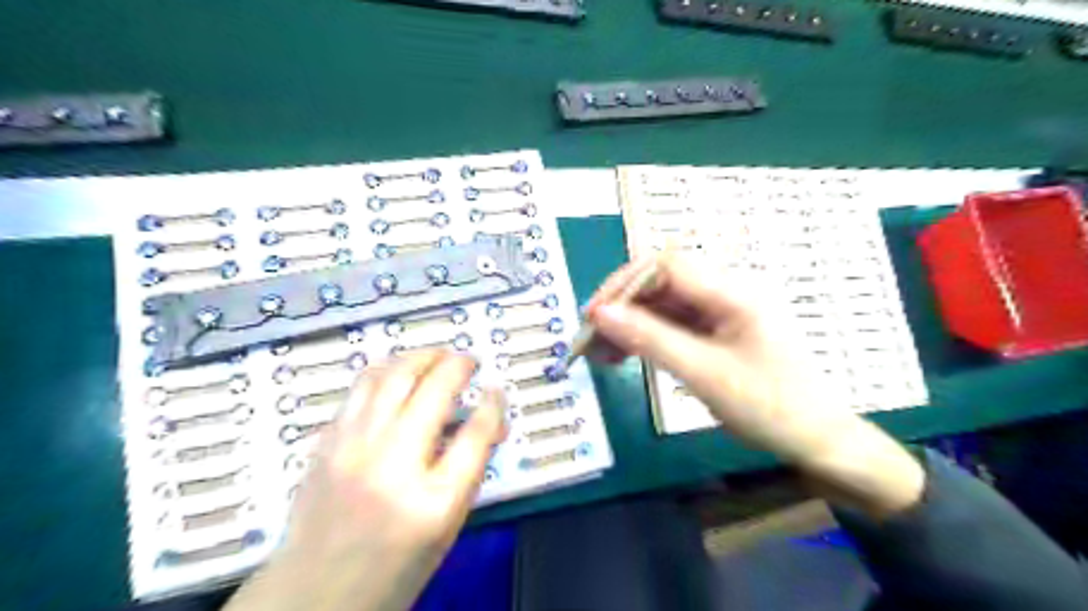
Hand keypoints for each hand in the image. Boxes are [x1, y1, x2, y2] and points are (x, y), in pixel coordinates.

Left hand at [227, 352, 508, 609]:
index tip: (496, 390)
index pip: (477, 432)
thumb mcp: (447, 526)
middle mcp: (391, 465)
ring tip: (437, 356)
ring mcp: (352, 448)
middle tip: (469, 360)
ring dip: (421, 356)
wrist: (314, 592)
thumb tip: (487, 423)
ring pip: (391, 375)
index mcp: (433, 501)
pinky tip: (400, 373)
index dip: (493, 404)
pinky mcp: (327, 441)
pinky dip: (388, 371)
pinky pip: (360, 388)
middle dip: (459, 364)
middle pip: (434, 390)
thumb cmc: (393, 566)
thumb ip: (470, 469)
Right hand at [586, 252, 925, 519]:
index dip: (624, 284)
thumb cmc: (768, 407)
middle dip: (622, 307)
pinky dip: (647, 337)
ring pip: (663, 304)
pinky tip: (625, 355)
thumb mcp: (703, 373)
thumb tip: (600, 315)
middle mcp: (727, 291)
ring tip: (601, 354)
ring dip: (630, 324)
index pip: (666, 265)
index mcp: (733, 291)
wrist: (817, 440)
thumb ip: (650, 339)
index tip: (593, 315)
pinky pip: (674, 323)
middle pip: (661, 283)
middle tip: (591, 340)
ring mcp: (723, 310)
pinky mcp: (718, 330)